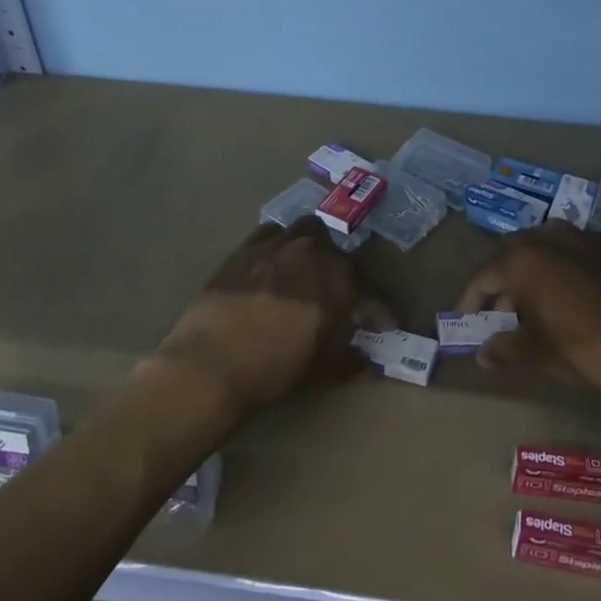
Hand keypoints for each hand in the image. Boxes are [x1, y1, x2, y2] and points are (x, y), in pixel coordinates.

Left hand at [157, 218, 379, 419]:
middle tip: (338, 296)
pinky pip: (272, 233)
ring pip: (308, 231)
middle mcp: (314, 253)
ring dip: (315, 247)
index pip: (373, 294)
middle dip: (344, 275)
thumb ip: (350, 355)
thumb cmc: (275, 369)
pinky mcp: (247, 247)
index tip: (387, 325)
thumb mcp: (323, 369)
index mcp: (340, 282)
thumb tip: (364, 355)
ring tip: (309, 268)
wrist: (212, 362)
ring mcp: (279, 245)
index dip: (383, 311)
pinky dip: (281, 244)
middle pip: (340, 255)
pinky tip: (275, 261)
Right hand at [455, 222, 600, 401]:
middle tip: (497, 313)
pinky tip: (564, 300)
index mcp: (524, 258)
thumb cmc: (585, 349)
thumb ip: (505, 348)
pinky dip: (557, 272)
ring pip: (543, 250)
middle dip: (501, 282)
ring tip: (529, 308)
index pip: (484, 275)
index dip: (470, 299)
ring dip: (530, 273)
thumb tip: (483, 354)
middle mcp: (550, 237)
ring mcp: (583, 239)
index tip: (464, 319)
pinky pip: (570, 254)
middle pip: (512, 255)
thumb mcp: (538, 353)